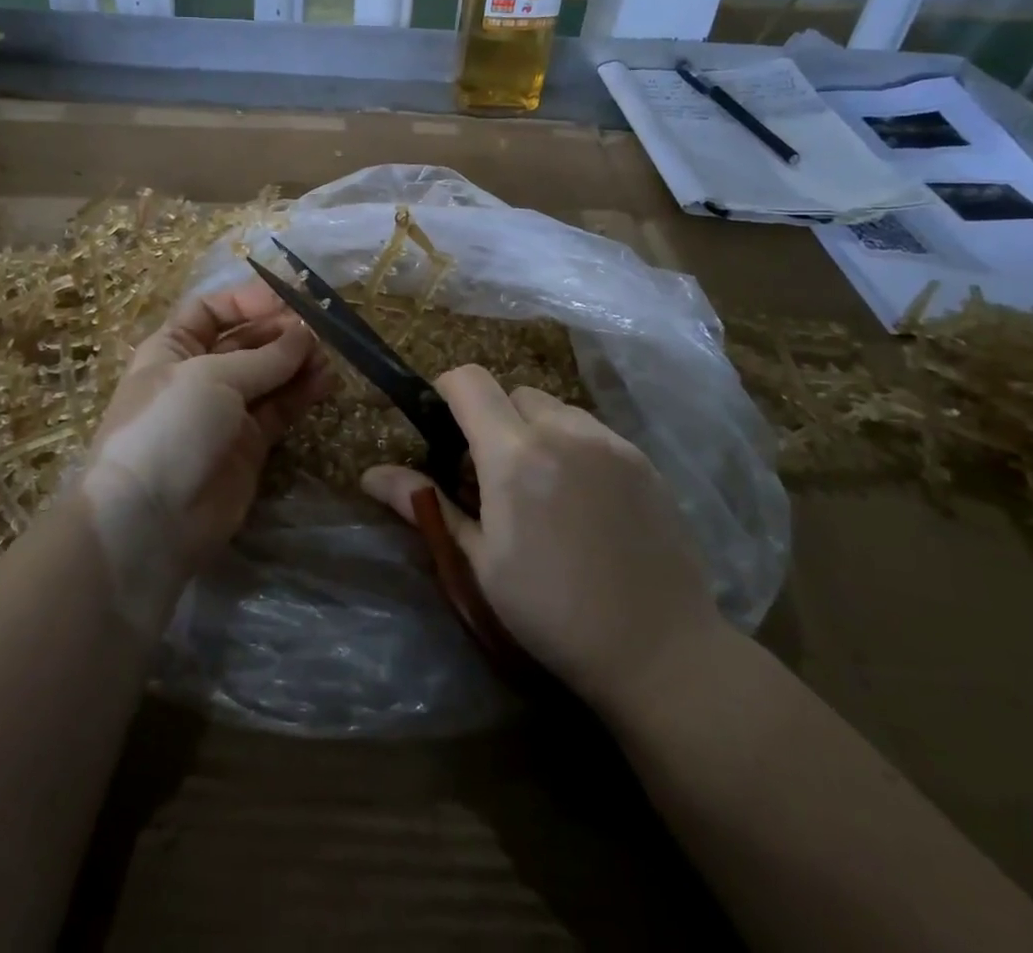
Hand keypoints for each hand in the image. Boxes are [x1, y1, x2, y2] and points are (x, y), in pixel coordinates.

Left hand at [83, 281, 333, 579]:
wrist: (151, 520)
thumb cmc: (170, 426)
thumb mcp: (212, 377)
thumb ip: (265, 356)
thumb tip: (304, 332)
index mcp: (173, 348)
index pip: (212, 310)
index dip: (248, 301)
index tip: (289, 299)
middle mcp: (198, 375)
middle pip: (245, 341)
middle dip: (281, 332)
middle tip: (319, 330)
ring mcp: (225, 411)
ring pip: (269, 375)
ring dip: (297, 362)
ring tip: (328, 357)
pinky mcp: (248, 445)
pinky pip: (279, 409)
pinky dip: (302, 393)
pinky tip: (326, 382)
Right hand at [362, 366, 722, 711]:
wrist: (660, 650)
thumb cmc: (553, 613)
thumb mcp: (479, 563)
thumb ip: (428, 506)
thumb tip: (371, 474)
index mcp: (515, 455)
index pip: (470, 381)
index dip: (446, 390)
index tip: (442, 426)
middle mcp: (563, 431)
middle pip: (512, 392)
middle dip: (493, 417)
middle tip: (492, 473)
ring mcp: (609, 442)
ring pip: (555, 408)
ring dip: (534, 429)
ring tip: (541, 487)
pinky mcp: (642, 459)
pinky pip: (592, 430)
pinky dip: (573, 445)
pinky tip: (583, 500)